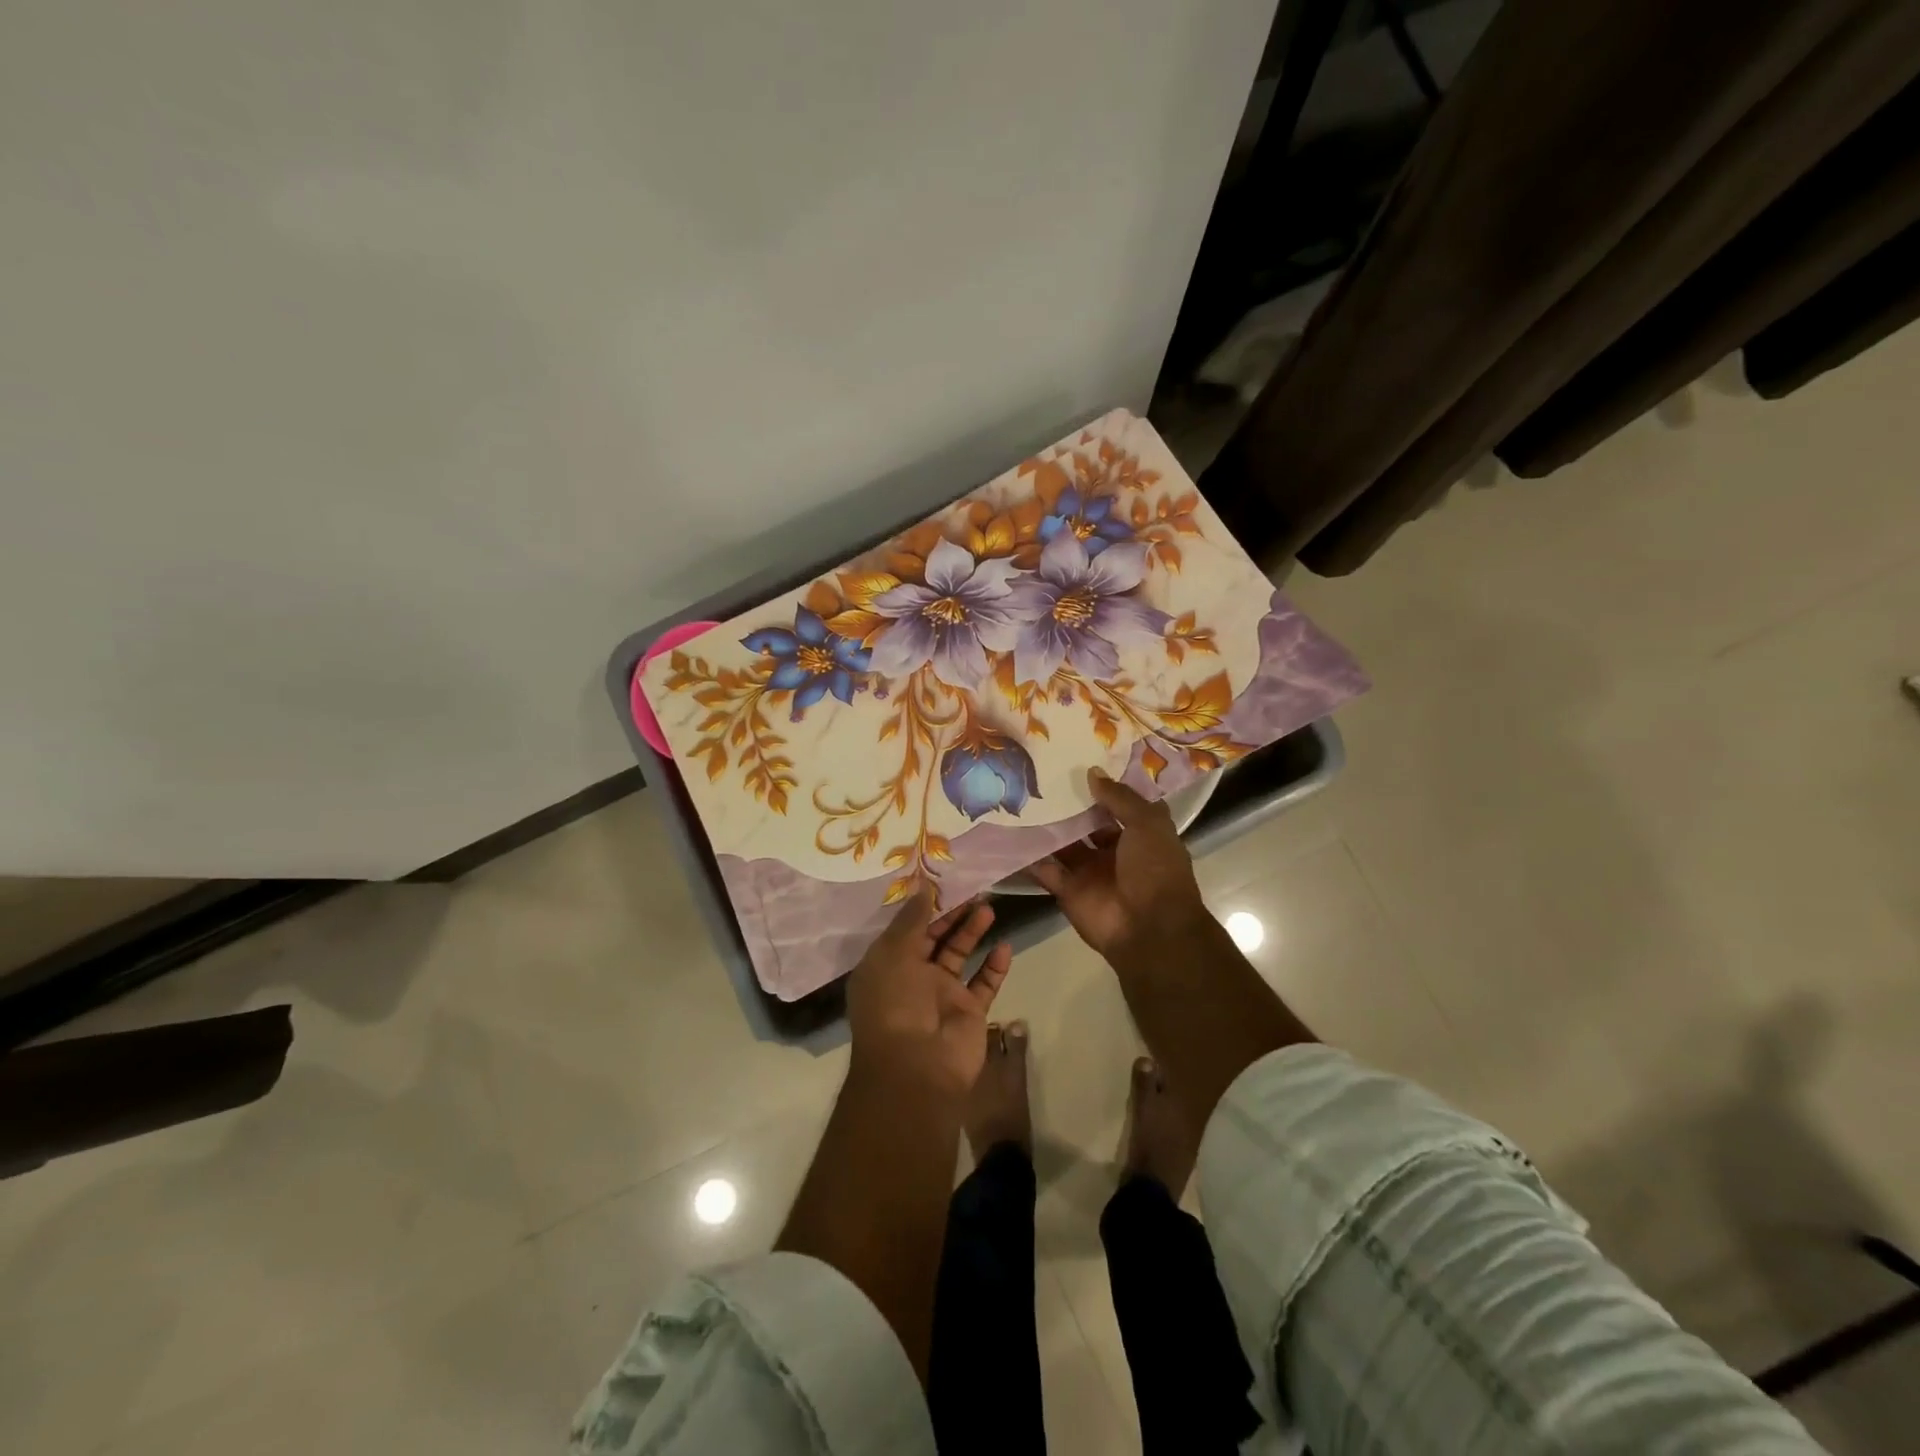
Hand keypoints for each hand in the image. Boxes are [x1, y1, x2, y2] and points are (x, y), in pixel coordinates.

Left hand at [846, 891, 1013, 1098]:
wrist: (916, 1067)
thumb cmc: (895, 1003)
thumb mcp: (893, 953)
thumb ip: (912, 920)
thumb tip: (923, 886)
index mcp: (887, 966)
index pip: (907, 929)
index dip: (924, 907)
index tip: (944, 881)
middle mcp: (913, 978)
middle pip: (936, 938)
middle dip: (953, 915)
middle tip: (975, 889)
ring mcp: (942, 996)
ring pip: (961, 955)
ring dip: (973, 933)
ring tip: (989, 908)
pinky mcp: (969, 1012)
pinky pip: (984, 983)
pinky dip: (995, 966)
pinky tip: (1004, 946)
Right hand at [1028, 769, 1206, 958]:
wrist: (1149, 929)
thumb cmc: (1156, 870)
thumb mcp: (1147, 824)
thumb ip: (1119, 798)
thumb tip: (1092, 772)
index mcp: (1140, 834)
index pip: (1120, 804)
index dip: (1104, 785)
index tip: (1079, 759)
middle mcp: (1114, 851)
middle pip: (1086, 823)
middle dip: (1069, 804)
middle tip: (1039, 774)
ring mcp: (1090, 871)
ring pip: (1063, 844)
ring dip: (1046, 827)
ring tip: (1019, 797)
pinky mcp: (1068, 890)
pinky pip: (1045, 870)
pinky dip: (1029, 857)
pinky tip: (1009, 833)